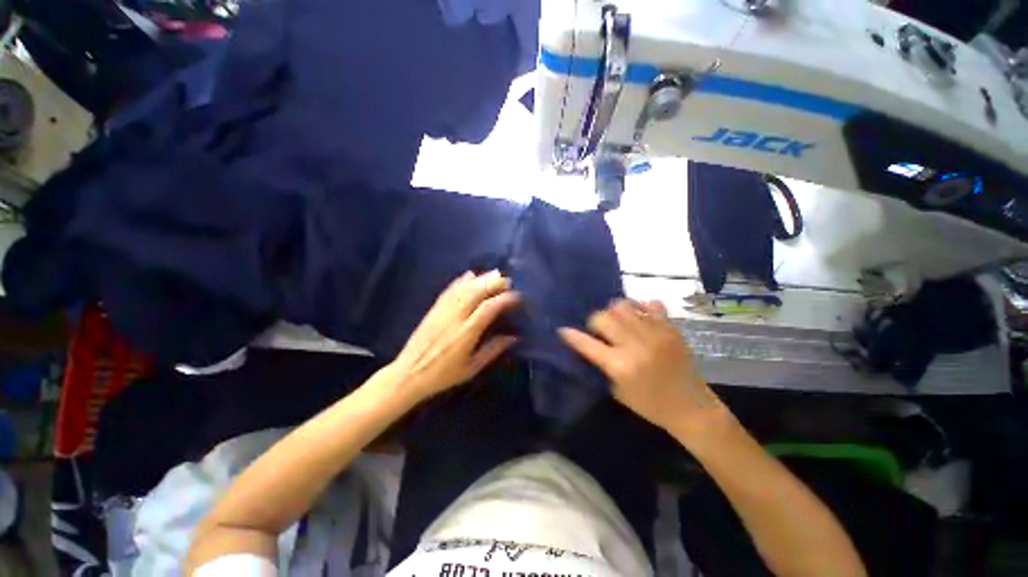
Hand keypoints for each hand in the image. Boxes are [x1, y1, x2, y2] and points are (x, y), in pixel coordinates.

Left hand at [390, 270, 519, 399]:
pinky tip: (469, 275)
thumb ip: (493, 350)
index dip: (505, 299)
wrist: (408, 374)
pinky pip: (449, 291)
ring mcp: (442, 311)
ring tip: (494, 274)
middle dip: (494, 283)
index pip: (489, 308)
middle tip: (507, 281)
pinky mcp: (433, 310)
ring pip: (463, 288)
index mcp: (466, 333)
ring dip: (480, 279)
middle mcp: (455, 317)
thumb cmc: (442, 375)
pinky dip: (460, 281)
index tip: (517, 296)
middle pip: (476, 292)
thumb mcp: (471, 368)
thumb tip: (513, 337)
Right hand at [559, 299, 725, 436]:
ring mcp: (655, 334)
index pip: (587, 344)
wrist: (691, 407)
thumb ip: (602, 364)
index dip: (571, 336)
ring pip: (624, 305)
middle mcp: (636, 345)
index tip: (562, 330)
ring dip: (615, 311)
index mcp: (620, 366)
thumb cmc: (650, 405)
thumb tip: (589, 342)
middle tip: (599, 330)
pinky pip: (650, 304)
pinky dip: (640, 308)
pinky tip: (639, 318)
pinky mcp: (671, 328)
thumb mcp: (617, 390)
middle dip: (595, 321)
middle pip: (603, 316)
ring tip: (619, 321)